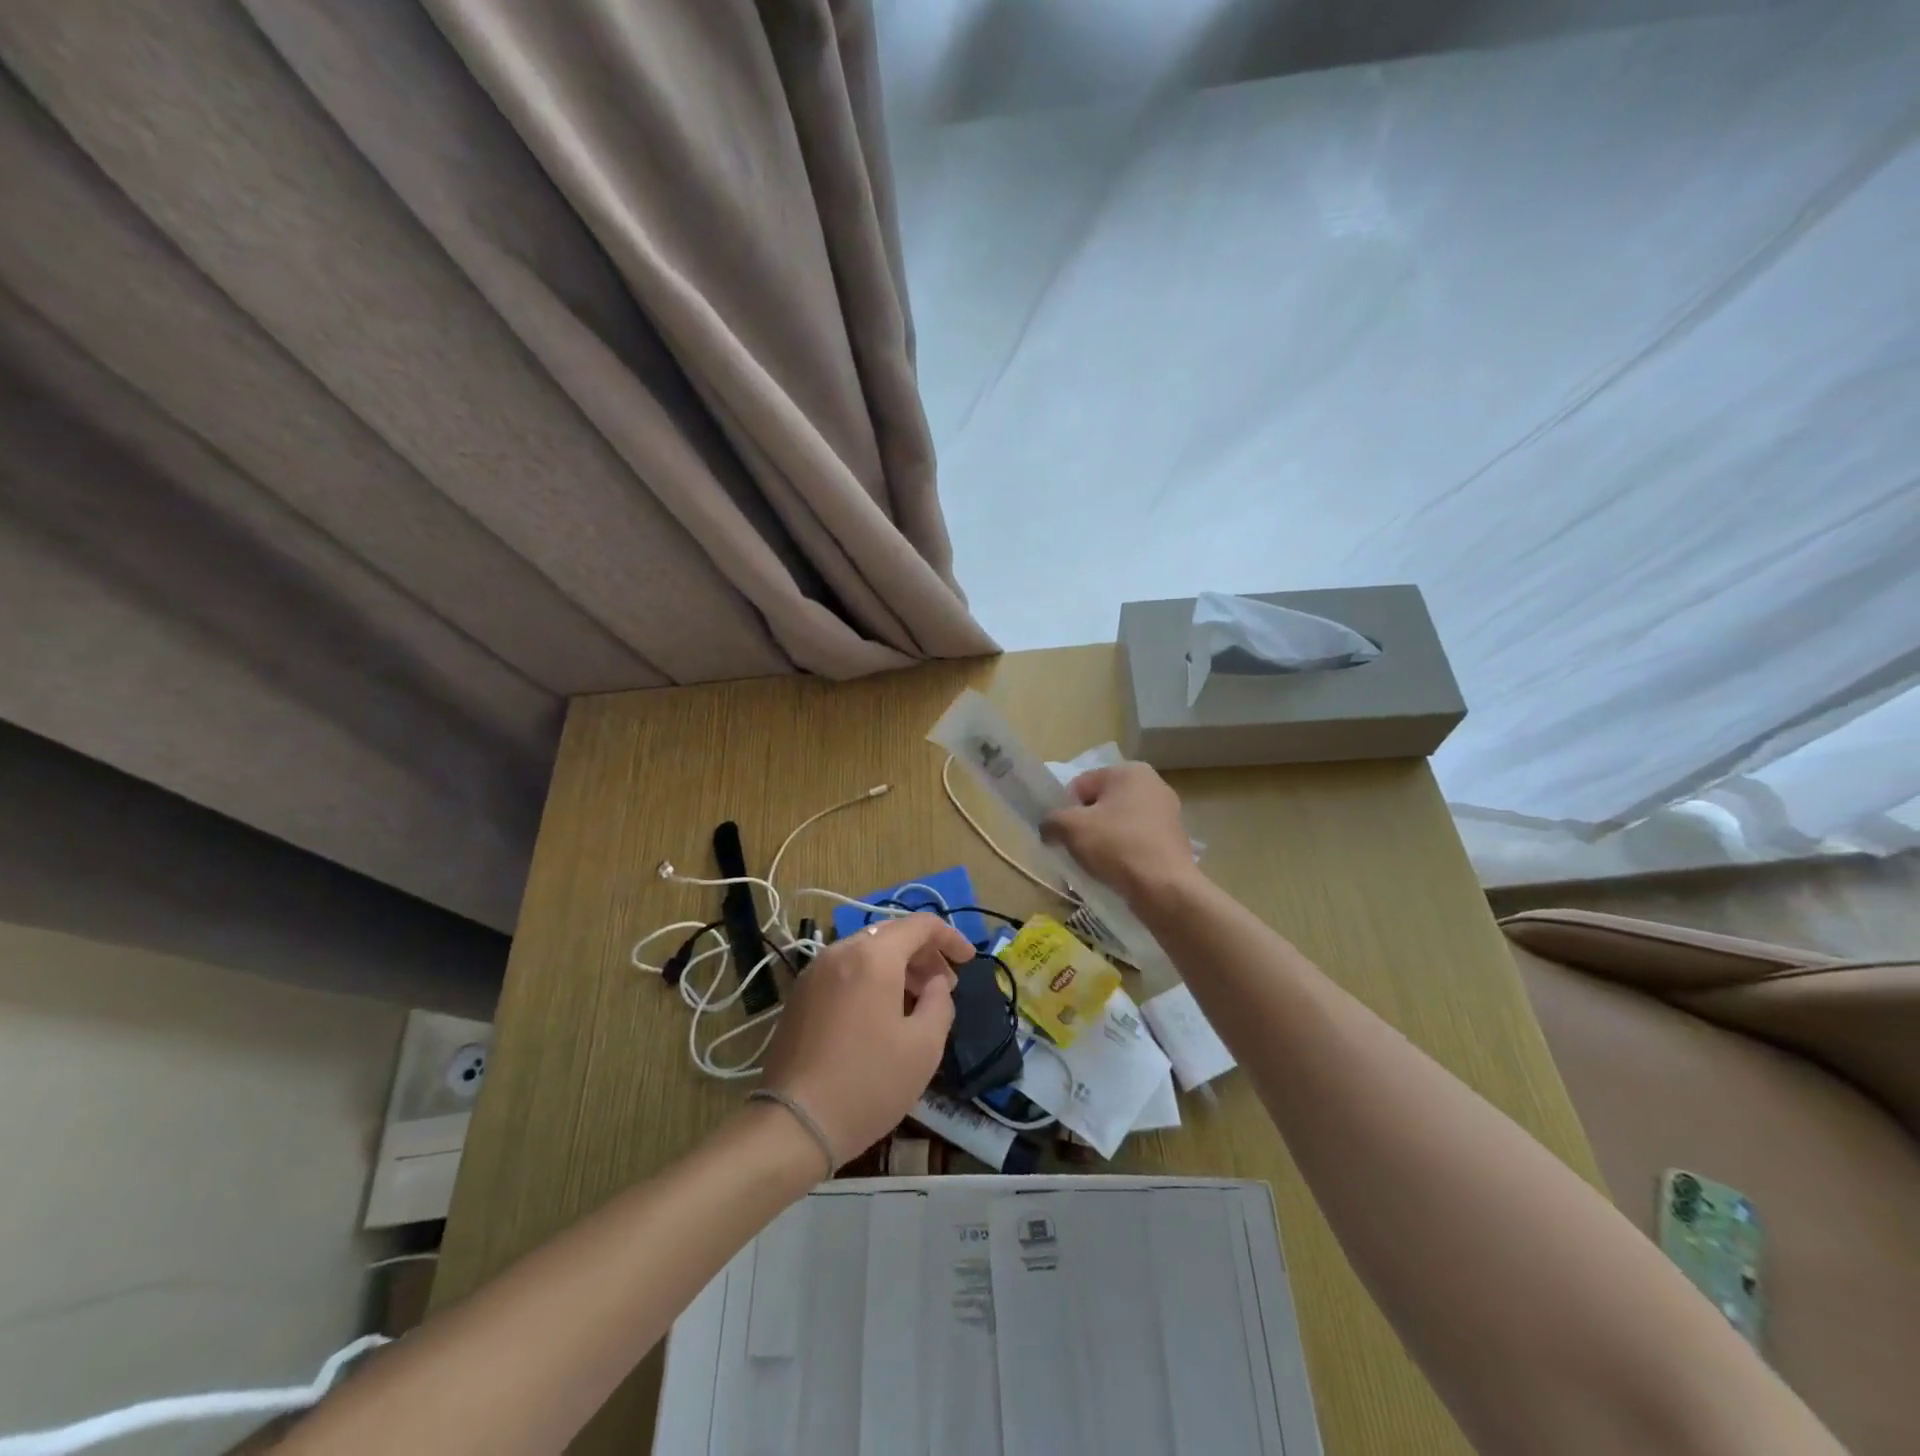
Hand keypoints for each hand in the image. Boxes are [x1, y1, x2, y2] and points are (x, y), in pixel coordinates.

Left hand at [759, 912, 971, 1164]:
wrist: (793, 1124)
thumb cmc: (868, 1083)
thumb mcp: (924, 1047)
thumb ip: (939, 1003)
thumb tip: (935, 984)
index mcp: (873, 956)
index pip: (919, 925)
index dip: (950, 937)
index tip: (969, 960)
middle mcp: (840, 952)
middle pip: (891, 934)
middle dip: (924, 953)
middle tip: (945, 984)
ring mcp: (814, 972)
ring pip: (866, 951)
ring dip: (897, 966)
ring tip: (917, 1000)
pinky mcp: (800, 995)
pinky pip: (845, 970)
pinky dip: (871, 977)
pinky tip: (882, 1012)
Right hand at [1041, 762, 1196, 905]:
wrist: (1164, 888)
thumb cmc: (1116, 846)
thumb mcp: (1070, 828)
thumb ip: (1051, 821)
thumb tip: (1048, 828)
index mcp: (1129, 771)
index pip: (1081, 785)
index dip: (1066, 809)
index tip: (1064, 834)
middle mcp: (1153, 784)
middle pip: (1101, 803)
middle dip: (1086, 824)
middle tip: (1077, 849)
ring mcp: (1168, 813)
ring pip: (1119, 824)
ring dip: (1104, 840)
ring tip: (1097, 864)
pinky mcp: (1174, 840)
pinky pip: (1137, 841)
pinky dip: (1124, 853)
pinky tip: (1118, 872)